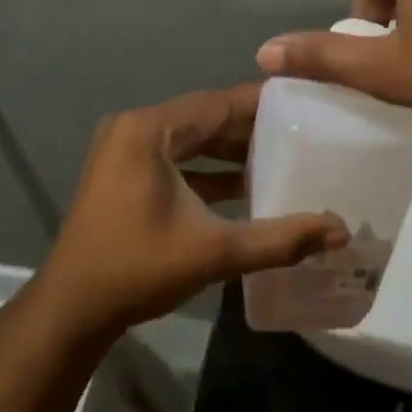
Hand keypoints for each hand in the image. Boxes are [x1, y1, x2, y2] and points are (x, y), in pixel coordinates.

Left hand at [36, 84, 347, 335]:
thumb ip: (279, 239)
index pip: (218, 103)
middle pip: (205, 118)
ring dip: (230, 150)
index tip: (305, 102)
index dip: (263, 102)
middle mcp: (135, 128)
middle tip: (302, 130)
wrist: (72, 309)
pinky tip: (245, 185)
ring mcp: (124, 150)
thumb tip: (339, 231)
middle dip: (251, 127)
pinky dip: (207, 169)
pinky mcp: (123, 172)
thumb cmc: (138, 269)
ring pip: (190, 139)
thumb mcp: (215, 251)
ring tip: (282, 155)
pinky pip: (175, 158)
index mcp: (149, 130)